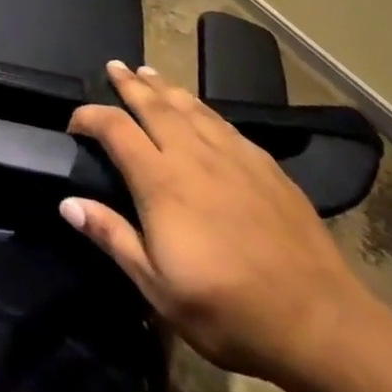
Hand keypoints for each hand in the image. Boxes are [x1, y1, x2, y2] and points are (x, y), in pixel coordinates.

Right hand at [62, 61, 384, 384]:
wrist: (323, 325)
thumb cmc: (229, 311)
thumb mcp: (158, 287)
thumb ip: (112, 237)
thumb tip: (68, 203)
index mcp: (161, 182)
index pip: (114, 128)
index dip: (89, 117)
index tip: (74, 124)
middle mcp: (194, 156)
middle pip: (154, 105)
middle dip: (130, 83)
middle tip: (114, 66)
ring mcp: (235, 158)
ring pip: (192, 108)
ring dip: (165, 87)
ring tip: (149, 73)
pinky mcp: (267, 168)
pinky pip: (225, 124)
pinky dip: (202, 109)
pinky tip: (202, 112)